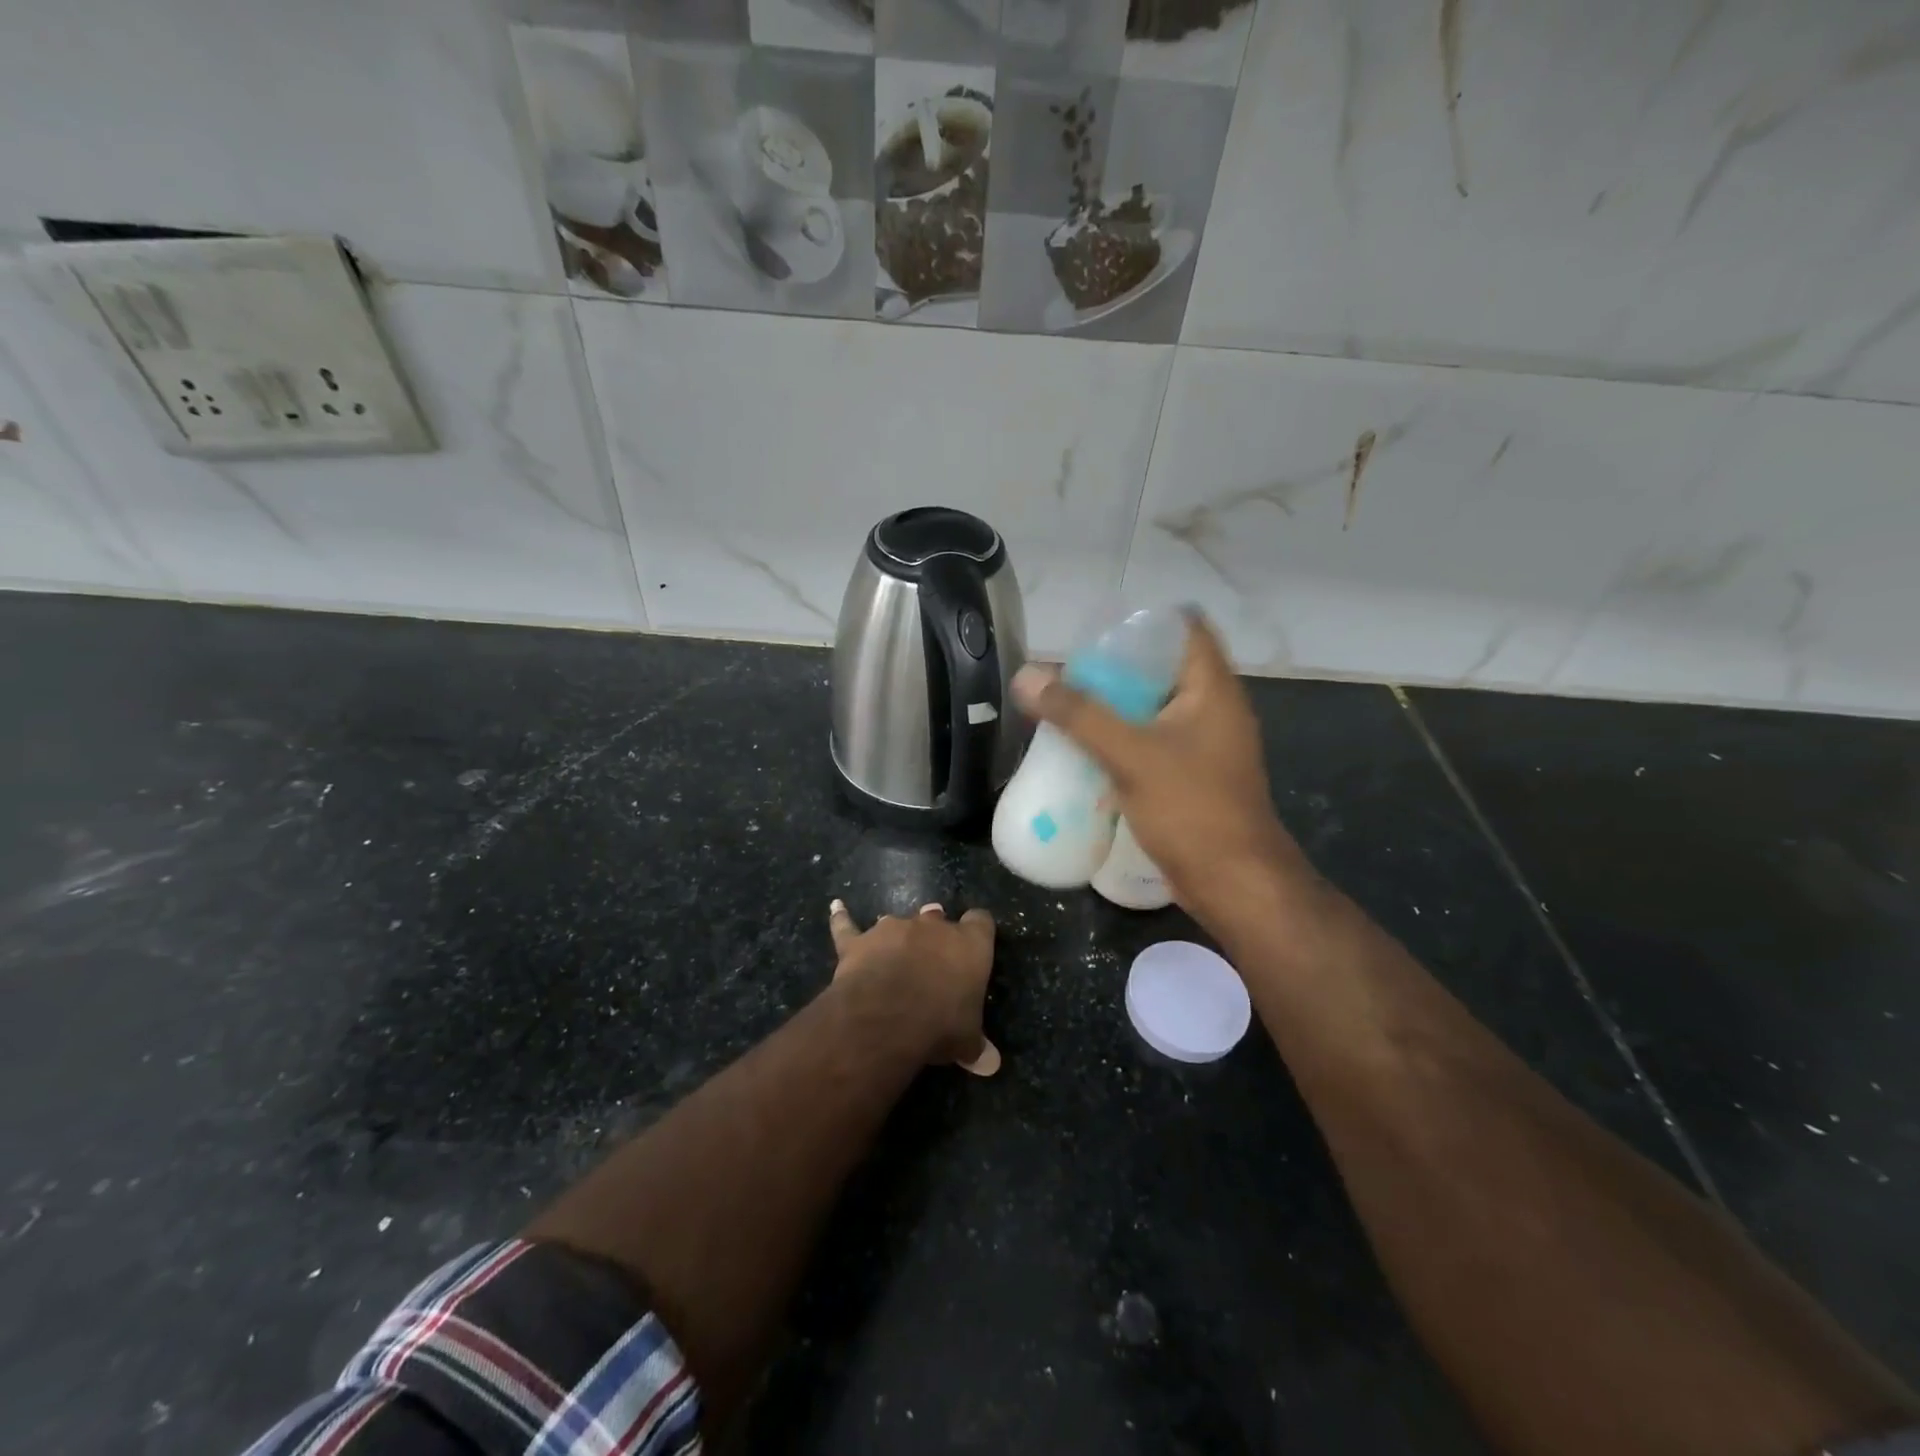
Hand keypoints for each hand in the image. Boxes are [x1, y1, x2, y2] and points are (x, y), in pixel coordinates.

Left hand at [828, 900, 1000, 1075]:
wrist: (887, 1017)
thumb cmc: (940, 1024)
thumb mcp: (967, 1041)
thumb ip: (976, 1046)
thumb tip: (990, 1064)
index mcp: (969, 944)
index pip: (981, 922)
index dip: (978, 931)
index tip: (976, 945)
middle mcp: (933, 926)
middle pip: (937, 918)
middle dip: (934, 935)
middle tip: (932, 958)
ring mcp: (893, 928)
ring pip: (897, 922)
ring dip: (898, 936)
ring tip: (896, 951)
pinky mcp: (859, 941)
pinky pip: (848, 925)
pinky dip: (842, 918)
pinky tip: (836, 907)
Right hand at [1011, 613, 1313, 926]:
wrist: (1234, 884)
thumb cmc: (1192, 809)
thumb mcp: (1131, 755)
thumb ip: (1079, 714)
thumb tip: (1027, 676)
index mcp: (1212, 688)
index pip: (1183, 628)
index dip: (1141, 623)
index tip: (1095, 635)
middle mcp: (1214, 709)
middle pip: (1162, 668)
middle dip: (1115, 669)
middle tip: (1068, 675)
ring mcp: (1205, 746)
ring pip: (1154, 710)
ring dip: (1115, 708)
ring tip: (1068, 708)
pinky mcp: (1192, 778)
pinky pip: (1153, 744)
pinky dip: (1122, 741)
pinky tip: (1086, 751)